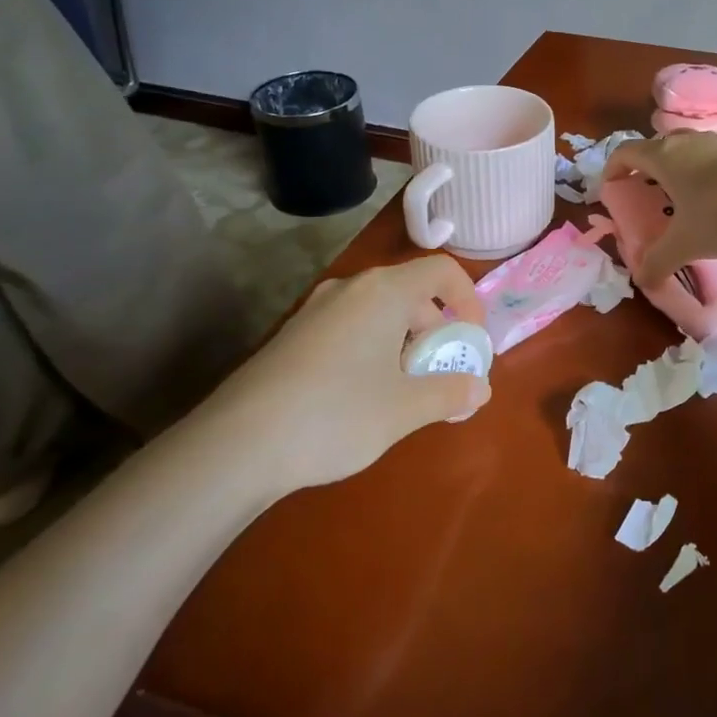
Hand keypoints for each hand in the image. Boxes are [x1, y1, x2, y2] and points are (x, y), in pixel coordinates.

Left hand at [191, 255, 490, 493]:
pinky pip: (350, 328)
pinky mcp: (293, 336)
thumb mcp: (405, 409)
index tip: (471, 341)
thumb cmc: (336, 415)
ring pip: (379, 313)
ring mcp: (316, 310)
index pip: (441, 271)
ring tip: (403, 392)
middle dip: (436, 332)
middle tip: (440, 376)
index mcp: (384, 292)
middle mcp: (350, 289)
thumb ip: (450, 393)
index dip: (468, 300)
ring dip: (405, 344)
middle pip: (411, 293)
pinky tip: (361, 397)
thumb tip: (480, 389)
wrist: (236, 446)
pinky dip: (372, 350)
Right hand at [605, 133, 716, 285]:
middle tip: (647, 196)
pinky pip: (714, 160)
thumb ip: (659, 261)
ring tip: (683, 202)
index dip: (613, 169)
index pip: (626, 152)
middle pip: (657, 148)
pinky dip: (706, 177)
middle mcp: (688, 142)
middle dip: (646, 170)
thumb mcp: (686, 243)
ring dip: (679, 172)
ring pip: (688, 152)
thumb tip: (642, 281)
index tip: (611, 189)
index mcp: (664, 156)